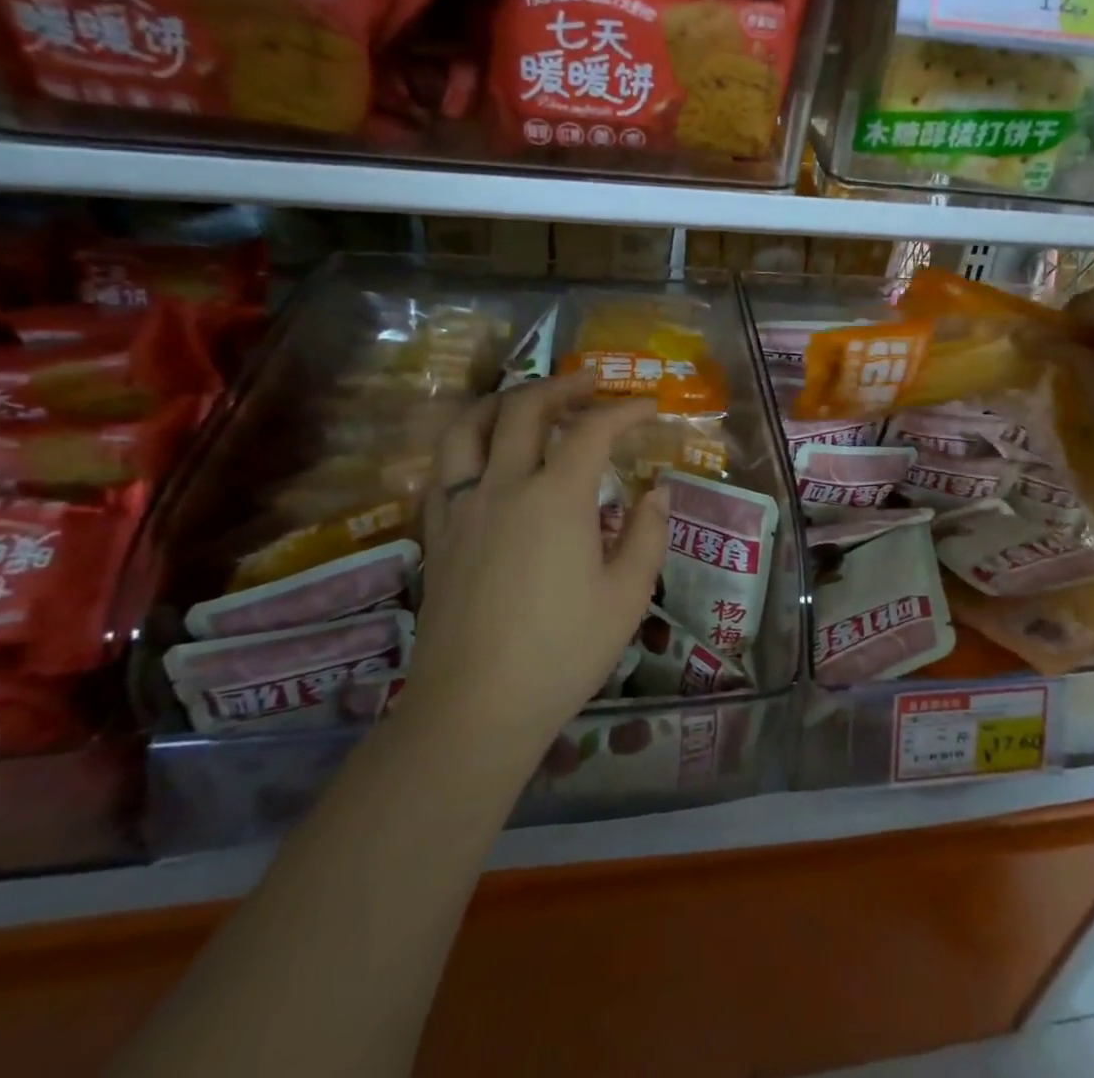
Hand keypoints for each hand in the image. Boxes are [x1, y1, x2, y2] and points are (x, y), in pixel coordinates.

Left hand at [401, 372, 669, 748]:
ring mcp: (462, 508)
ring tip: (525, 402)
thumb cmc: (562, 651)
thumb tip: (657, 493)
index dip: (623, 410)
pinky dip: (466, 446)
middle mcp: (504, 486)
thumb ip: (647, 535)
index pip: (592, 430)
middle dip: (561, 387)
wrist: (474, 708)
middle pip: (524, 410)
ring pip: (467, 429)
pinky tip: (483, 459)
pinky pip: (443, 470)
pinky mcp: (437, 535)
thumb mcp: (626, 596)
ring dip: (500, 403)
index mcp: (556, 497)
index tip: (647, 407)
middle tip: (590, 384)